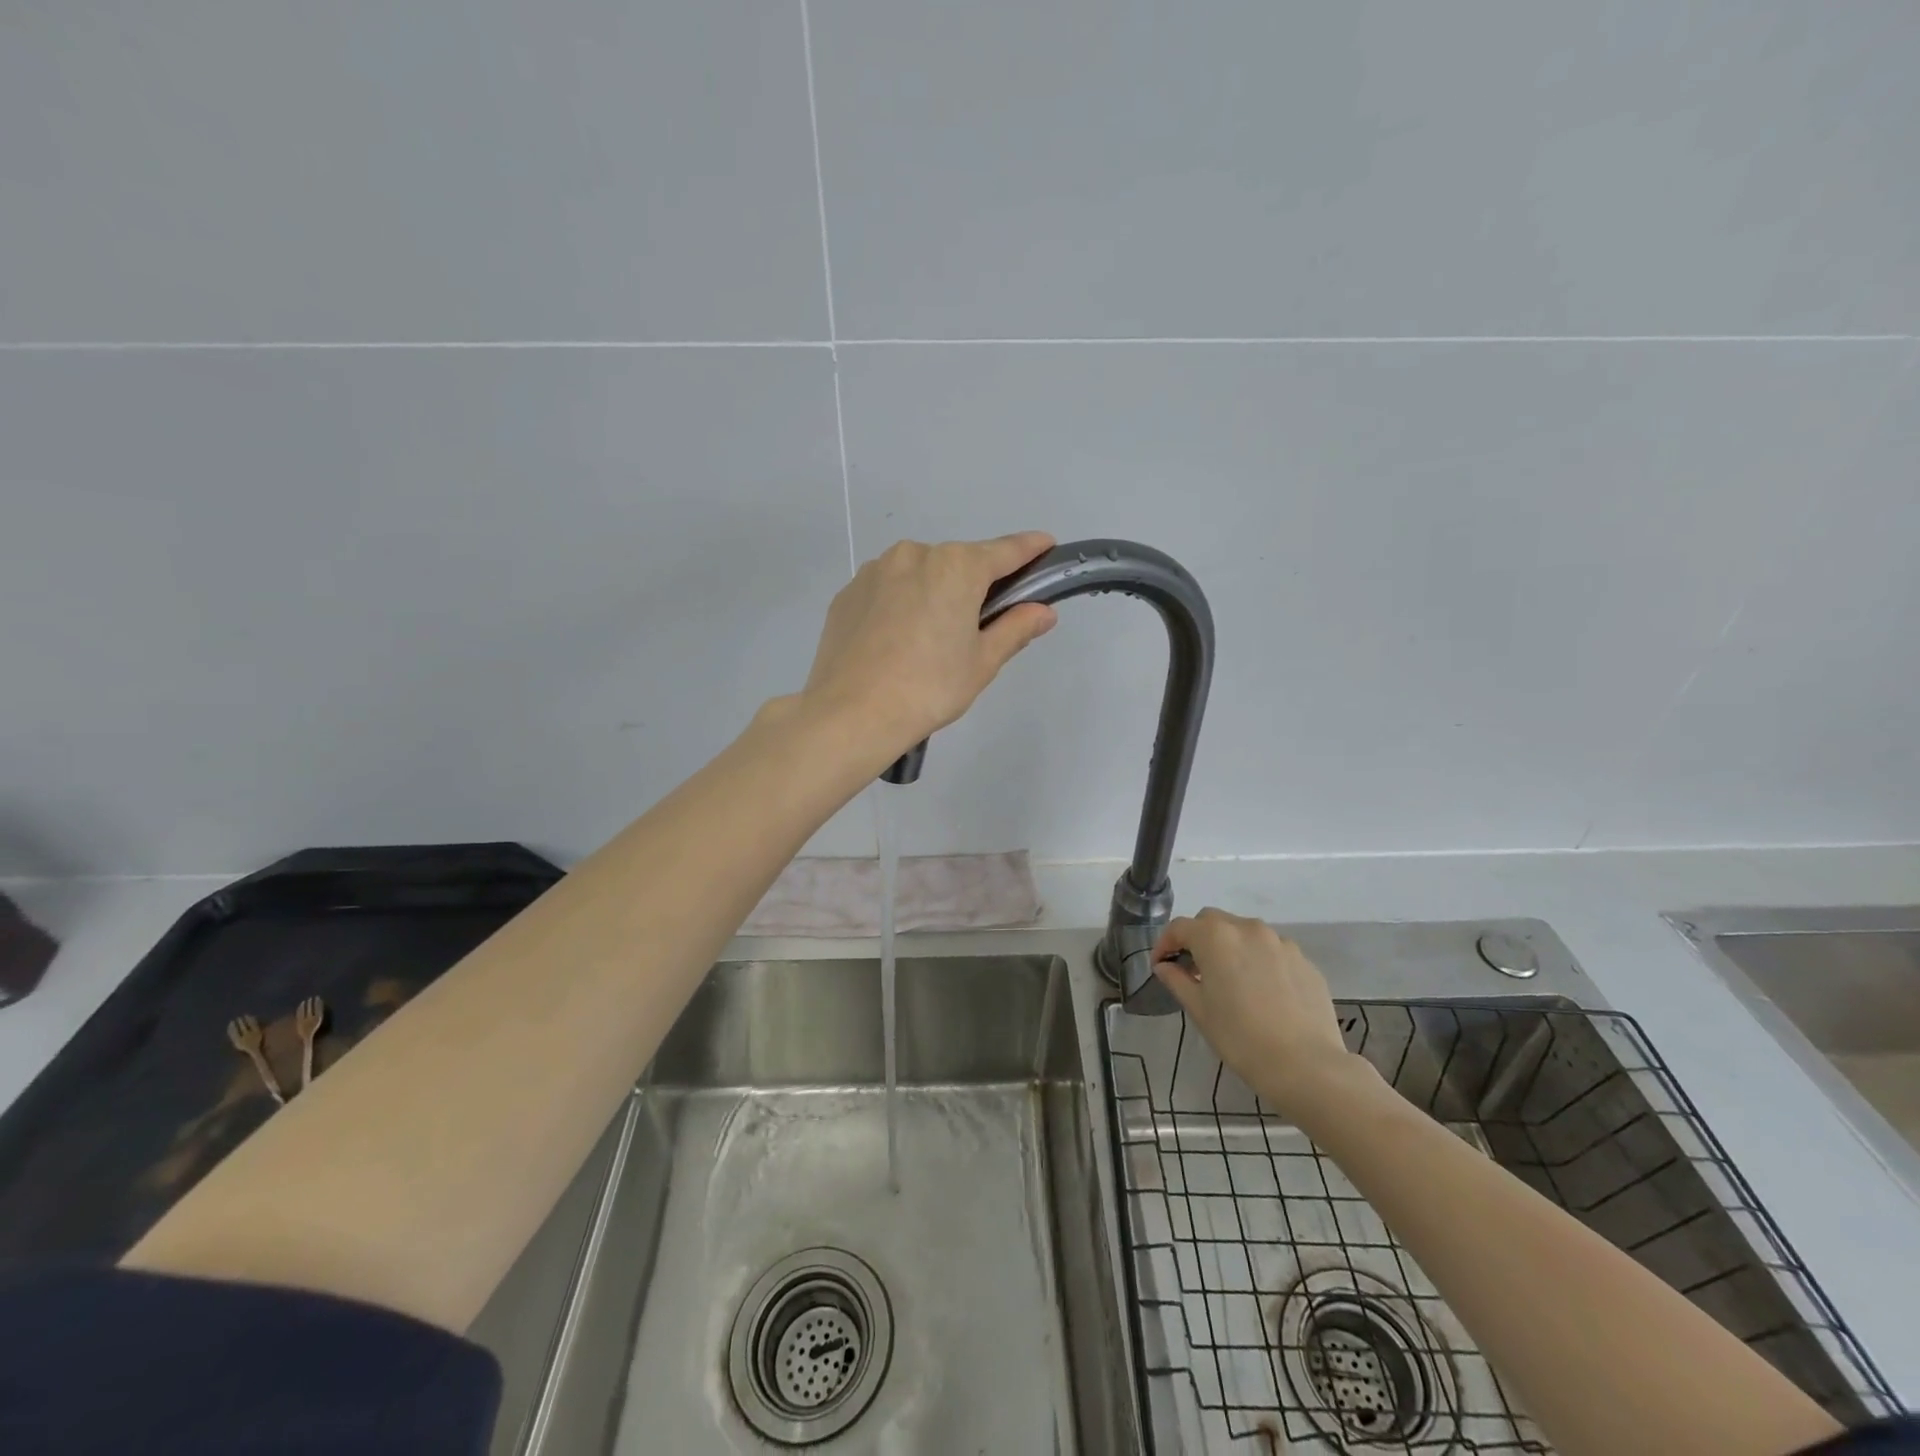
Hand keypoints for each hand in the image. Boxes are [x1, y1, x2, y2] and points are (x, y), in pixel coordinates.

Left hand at [801, 533, 1058, 755]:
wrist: (851, 713)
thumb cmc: (929, 688)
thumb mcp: (982, 662)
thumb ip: (1016, 628)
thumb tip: (1043, 612)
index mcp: (956, 566)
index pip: (1005, 551)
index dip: (1030, 549)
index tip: (1046, 545)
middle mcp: (914, 554)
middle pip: (958, 563)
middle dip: (974, 585)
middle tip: (978, 626)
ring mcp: (875, 570)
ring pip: (919, 574)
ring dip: (933, 593)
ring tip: (928, 640)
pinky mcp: (848, 592)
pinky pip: (887, 589)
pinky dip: (900, 604)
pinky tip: (896, 641)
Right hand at [1153, 908, 1363, 1116]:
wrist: (1306, 1065)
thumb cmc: (1240, 1037)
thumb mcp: (1199, 1010)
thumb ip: (1177, 980)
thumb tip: (1165, 966)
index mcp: (1215, 937)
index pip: (1179, 928)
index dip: (1165, 944)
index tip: (1160, 965)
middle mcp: (1248, 929)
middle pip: (1212, 921)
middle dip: (1197, 939)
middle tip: (1193, 970)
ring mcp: (1280, 942)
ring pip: (1245, 933)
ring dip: (1230, 947)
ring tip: (1230, 979)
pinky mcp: (1304, 960)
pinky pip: (1272, 951)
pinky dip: (1258, 960)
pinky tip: (1261, 991)